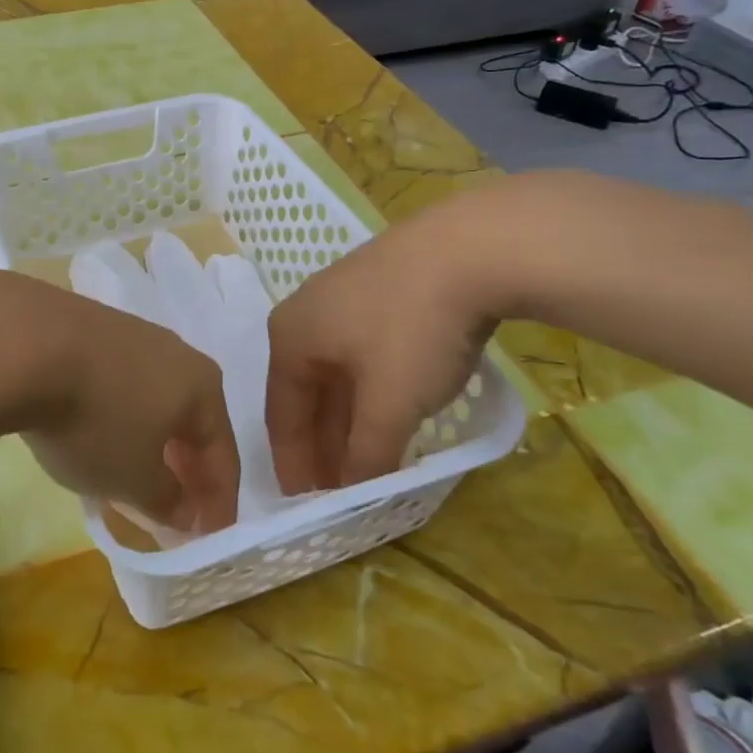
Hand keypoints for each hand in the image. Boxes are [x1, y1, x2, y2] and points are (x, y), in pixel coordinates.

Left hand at [0, 274, 240, 532]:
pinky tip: (95, 430)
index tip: (208, 538)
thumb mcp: (133, 479)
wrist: (25, 344)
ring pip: (154, 397)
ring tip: (132, 471)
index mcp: (202, 387)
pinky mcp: (91, 326)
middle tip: (174, 508)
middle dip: (185, 467)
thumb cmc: (95, 420)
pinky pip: (118, 381)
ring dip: (151, 438)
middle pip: (191, 420)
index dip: (219, 502)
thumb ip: (166, 500)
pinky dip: (118, 413)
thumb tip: (185, 511)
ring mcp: (132, 333)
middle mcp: (176, 352)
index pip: (224, 454)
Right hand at [265, 198, 507, 493]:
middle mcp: (305, 314)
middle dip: (323, 444)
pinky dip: (371, 390)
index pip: (281, 415)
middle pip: (307, 393)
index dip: (294, 464)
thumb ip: (367, 455)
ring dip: (349, 419)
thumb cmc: (412, 329)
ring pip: (337, 373)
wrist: (471, 247)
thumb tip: (354, 495)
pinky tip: (391, 409)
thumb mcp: (389, 404)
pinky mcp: (380, 287)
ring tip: (367, 459)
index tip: (305, 505)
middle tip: (339, 490)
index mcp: (289, 338)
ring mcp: (342, 296)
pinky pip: (362, 352)